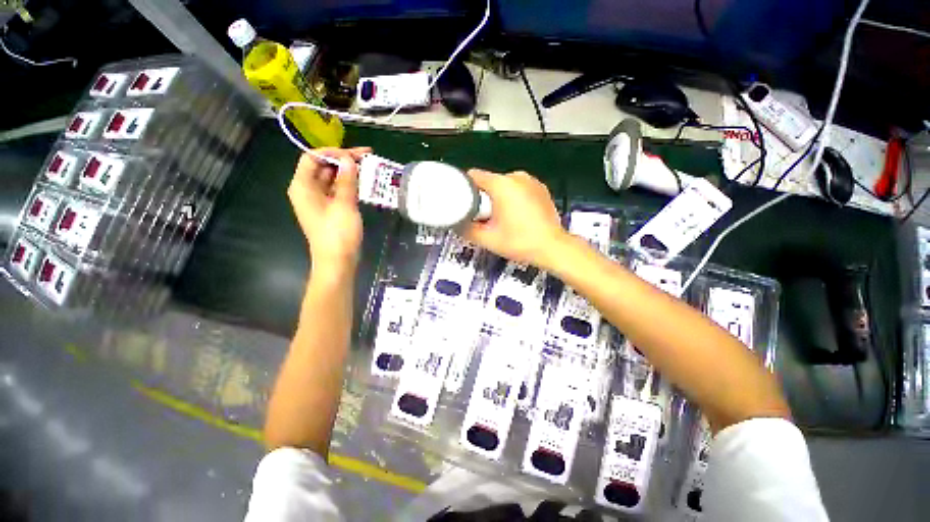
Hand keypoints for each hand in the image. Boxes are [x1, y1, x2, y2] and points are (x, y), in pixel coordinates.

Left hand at [288, 147, 370, 274]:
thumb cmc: (338, 233)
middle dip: (343, 160)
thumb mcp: (344, 204)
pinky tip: (363, 183)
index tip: (354, 154)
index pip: (312, 158)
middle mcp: (307, 190)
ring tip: (368, 167)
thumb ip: (346, 180)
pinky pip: (337, 190)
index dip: (332, 152)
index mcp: (302, 186)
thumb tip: (349, 159)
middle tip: (367, 157)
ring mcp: (318, 200)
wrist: (338, 261)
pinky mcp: (329, 208)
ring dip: (348, 172)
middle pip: (322, 166)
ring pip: (331, 178)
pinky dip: (349, 184)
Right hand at [461, 169, 568, 268]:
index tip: (466, 204)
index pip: (474, 176)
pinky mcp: (540, 188)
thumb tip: (457, 224)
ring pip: (504, 185)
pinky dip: (513, 198)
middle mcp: (517, 177)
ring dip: (498, 198)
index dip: (465, 188)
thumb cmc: (521, 242)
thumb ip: (467, 230)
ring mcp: (531, 181)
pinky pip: (518, 188)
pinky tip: (517, 216)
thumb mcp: (488, 239)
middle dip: (484, 198)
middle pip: (489, 182)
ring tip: (502, 219)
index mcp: (502, 185)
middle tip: (485, 218)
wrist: (552, 248)